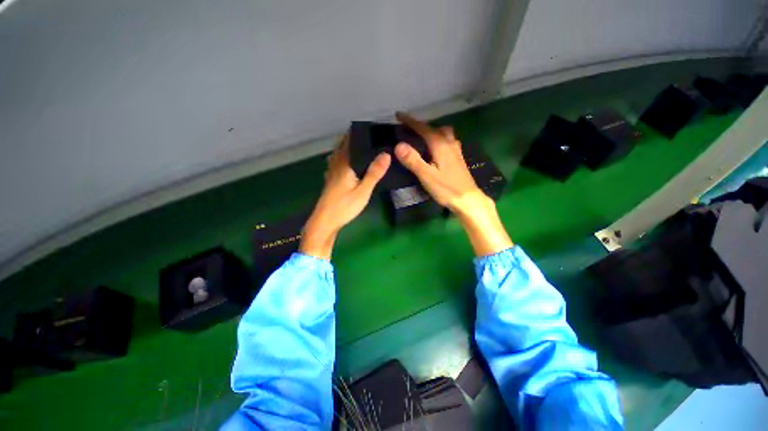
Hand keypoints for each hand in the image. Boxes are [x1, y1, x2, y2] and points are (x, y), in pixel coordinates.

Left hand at [300, 135, 390, 259]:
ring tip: (361, 146)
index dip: (358, 132)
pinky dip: (343, 158)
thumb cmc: (344, 206)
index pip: (350, 141)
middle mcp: (336, 164)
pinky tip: (349, 163)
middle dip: (354, 138)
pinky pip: (337, 163)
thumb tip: (386, 154)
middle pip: (343, 145)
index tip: (371, 127)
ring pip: (338, 154)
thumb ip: (374, 173)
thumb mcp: (363, 191)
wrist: (325, 221)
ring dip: (347, 147)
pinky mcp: (331, 180)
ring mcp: (331, 172)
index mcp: (344, 163)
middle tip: (370, 136)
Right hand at [394, 112, 512, 255]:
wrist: (468, 199)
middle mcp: (449, 143)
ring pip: (444, 133)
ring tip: (422, 139)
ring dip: (432, 132)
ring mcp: (456, 150)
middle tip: (410, 130)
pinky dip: (439, 139)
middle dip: (422, 126)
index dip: (410, 121)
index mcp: (440, 145)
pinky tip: (436, 150)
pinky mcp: (458, 158)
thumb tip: (398, 145)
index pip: (423, 128)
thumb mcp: (427, 176)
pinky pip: (448, 141)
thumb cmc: (447, 188)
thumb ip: (413, 160)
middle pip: (435, 128)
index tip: (399, 115)